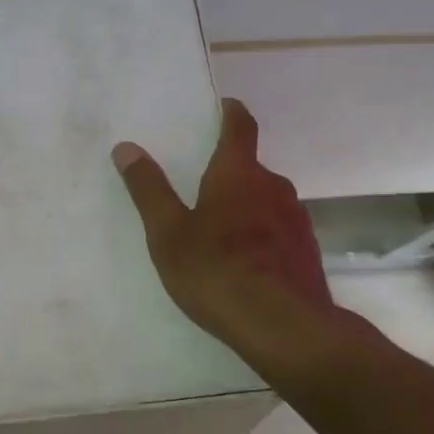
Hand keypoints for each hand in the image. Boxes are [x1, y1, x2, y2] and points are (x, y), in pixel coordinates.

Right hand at [112, 99, 333, 361]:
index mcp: (238, 174)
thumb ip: (149, 190)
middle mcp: (274, 187)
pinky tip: (249, 266)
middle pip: (252, 168)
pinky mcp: (307, 250)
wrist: (283, 325)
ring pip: (267, 202)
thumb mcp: (169, 234)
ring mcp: (297, 219)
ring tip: (223, 235)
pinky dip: (263, 237)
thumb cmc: (217, 271)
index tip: (223, 108)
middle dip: (230, 174)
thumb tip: (126, 148)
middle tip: (203, 191)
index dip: (231, 114)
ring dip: (247, 208)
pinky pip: (280, 232)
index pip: (240, 127)